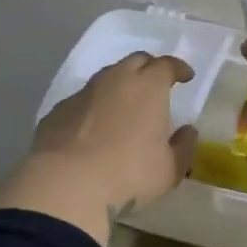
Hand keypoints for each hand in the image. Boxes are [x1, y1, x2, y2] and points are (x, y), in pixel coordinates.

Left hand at [0, 53, 199, 245]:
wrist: (66, 185)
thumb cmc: (129, 174)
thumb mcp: (169, 170)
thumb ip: (183, 147)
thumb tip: (188, 131)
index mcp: (148, 87)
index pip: (167, 65)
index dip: (178, 68)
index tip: (185, 76)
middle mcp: (115, 80)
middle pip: (136, 61)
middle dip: (149, 68)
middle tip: (156, 85)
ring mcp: (83, 93)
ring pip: (106, 77)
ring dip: (119, 85)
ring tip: (125, 106)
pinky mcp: (58, 110)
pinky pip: (83, 100)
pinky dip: (94, 107)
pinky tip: (94, 128)